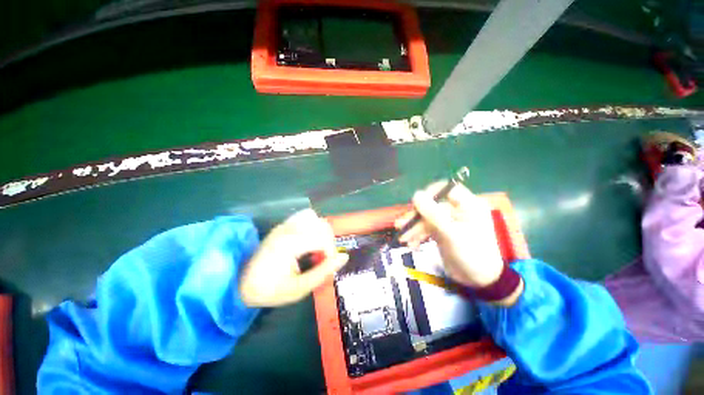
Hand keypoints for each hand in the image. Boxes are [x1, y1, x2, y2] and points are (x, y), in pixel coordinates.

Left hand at [239, 209, 348, 306]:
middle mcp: (288, 229)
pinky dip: (312, 226)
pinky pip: (304, 217)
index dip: (331, 252)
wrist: (241, 284)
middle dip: (328, 242)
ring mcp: (284, 225)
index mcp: (290, 244)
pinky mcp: (282, 225)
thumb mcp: (299, 288)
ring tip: (317, 248)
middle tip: (322, 259)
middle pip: (321, 225)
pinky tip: (307, 241)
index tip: (328, 265)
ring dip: (321, 232)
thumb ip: (323, 271)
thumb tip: (344, 257)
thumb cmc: (270, 290)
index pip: (322, 238)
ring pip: (314, 218)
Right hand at [394, 182, 504, 287]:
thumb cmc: (472, 255)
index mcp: (468, 205)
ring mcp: (449, 222)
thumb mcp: (452, 233)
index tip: (416, 204)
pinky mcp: (442, 232)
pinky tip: (411, 244)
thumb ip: (433, 213)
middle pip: (432, 205)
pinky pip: (427, 229)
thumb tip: (416, 194)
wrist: (479, 281)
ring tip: (402, 238)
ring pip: (427, 218)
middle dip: (416, 216)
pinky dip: (418, 235)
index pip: (447, 189)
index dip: (431, 193)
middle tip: (401, 225)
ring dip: (414, 228)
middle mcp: (458, 210)